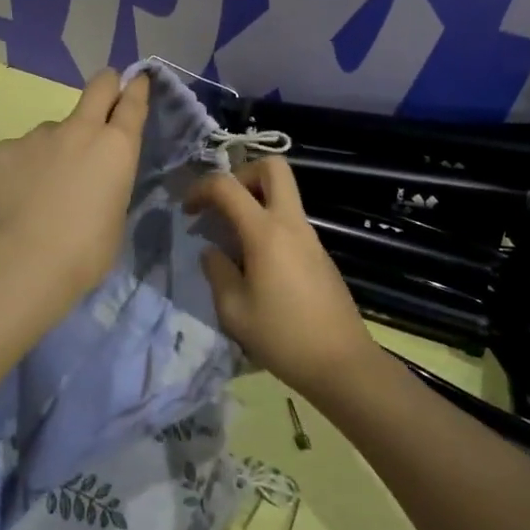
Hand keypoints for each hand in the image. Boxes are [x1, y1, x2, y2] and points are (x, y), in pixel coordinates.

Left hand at [0, 68, 149, 299]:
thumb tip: (93, 179)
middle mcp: (80, 130)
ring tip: (43, 189)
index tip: (137, 81)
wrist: (25, 262)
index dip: (136, 89)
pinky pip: (20, 152)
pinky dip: (22, 169)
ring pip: (53, 131)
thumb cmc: (86, 252)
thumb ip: (109, 184)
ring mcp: (39, 135)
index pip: (132, 103)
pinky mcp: (4, 148)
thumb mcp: (115, 216)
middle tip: (104, 97)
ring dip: (55, 149)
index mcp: (117, 147)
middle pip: (99, 86)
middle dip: (106, 85)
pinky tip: (17, 197)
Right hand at [183, 156, 377, 400]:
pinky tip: (255, 263)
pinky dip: (268, 224)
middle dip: (242, 174)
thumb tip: (212, 252)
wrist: (342, 363)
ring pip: (283, 193)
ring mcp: (310, 236)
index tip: (188, 212)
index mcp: (266, 232)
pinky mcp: (319, 253)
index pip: (228, 186)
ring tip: (232, 239)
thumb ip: (217, 272)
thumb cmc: (283, 337)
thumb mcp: (234, 311)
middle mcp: (291, 223)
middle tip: (223, 204)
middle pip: (273, 167)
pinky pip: (290, 220)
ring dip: (255, 200)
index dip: (201, 188)